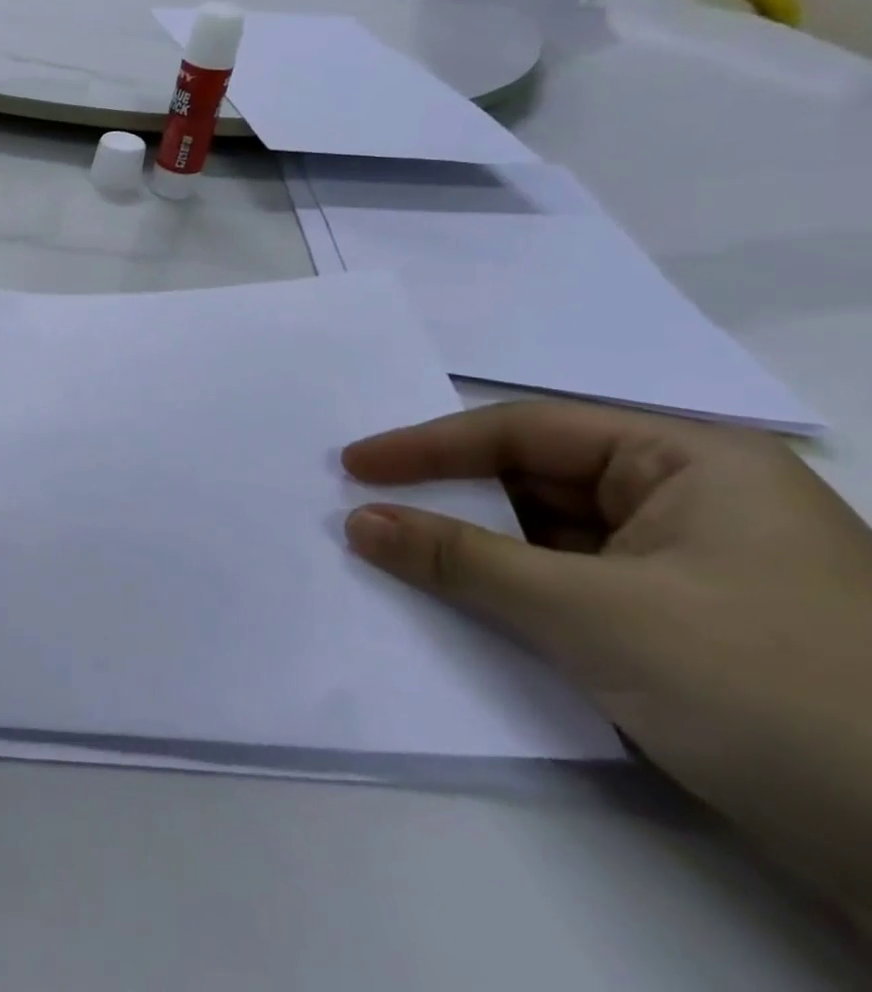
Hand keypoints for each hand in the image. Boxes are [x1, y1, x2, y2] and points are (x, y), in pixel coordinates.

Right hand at [342, 402, 871, 926]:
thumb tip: (357, 521)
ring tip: (392, 553)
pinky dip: (511, 595)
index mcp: (691, 463)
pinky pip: (571, 590)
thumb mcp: (592, 614)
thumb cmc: (771, 692)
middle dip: (449, 498)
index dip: (429, 446)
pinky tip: (456, 604)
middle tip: (364, 507)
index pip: (527, 432)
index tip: (353, 466)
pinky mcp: (686, 635)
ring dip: (474, 551)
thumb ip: (461, 560)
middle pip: (535, 481)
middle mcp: (693, 503)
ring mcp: (693, 572)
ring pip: (549, 539)